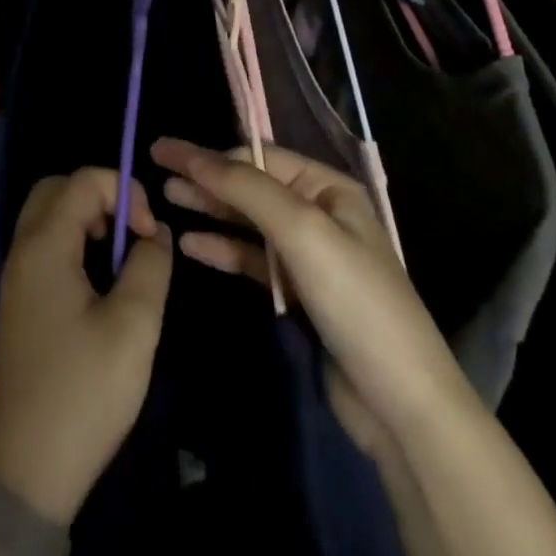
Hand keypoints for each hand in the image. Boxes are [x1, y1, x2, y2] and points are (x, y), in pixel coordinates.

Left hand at [0, 169, 173, 527]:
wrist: (25, 472)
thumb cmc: (83, 393)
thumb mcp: (133, 327)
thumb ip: (150, 266)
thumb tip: (155, 232)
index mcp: (44, 245)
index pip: (83, 180)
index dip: (124, 192)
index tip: (149, 236)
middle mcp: (22, 250)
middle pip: (58, 190)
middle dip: (102, 198)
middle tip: (133, 237)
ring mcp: (17, 278)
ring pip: (50, 218)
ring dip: (89, 222)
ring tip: (123, 262)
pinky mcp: (20, 303)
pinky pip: (46, 248)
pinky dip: (76, 245)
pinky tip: (102, 287)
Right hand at [152, 138, 467, 440]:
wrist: (400, 403)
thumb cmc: (355, 301)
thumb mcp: (301, 231)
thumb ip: (246, 188)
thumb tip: (193, 155)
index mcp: (328, 188)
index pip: (258, 157)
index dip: (209, 153)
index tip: (163, 151)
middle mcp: (318, 213)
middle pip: (250, 186)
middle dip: (205, 179)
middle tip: (155, 174)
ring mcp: (308, 255)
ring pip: (247, 222)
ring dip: (209, 211)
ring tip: (165, 202)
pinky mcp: (298, 294)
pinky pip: (252, 259)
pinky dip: (223, 249)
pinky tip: (191, 246)